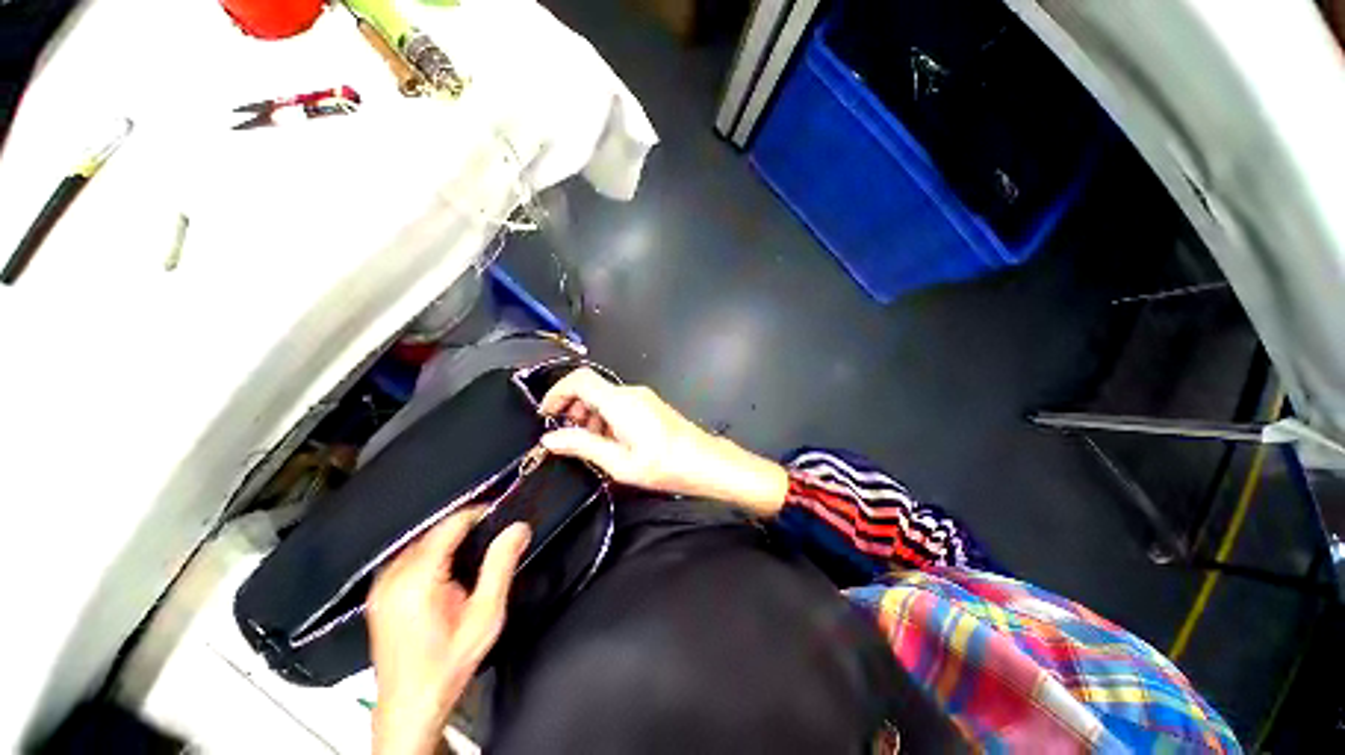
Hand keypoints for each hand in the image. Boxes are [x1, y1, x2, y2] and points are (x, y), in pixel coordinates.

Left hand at [367, 508, 529, 754]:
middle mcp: (393, 577)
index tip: (500, 511)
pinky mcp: (379, 594)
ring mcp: (381, 586)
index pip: (449, 524)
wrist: (410, 705)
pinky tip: (449, 569)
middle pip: (435, 531)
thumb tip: (517, 529)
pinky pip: (409, 556)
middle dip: (466, 527)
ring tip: (476, 551)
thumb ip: (501, 566)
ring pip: (421, 541)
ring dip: (449, 539)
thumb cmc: (448, 665)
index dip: (478, 513)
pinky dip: (433, 553)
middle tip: (494, 536)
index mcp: (417, 580)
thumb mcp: (485, 616)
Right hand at [538, 368, 788, 515]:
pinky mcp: (650, 404)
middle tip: (567, 436)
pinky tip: (610, 442)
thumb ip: (583, 446)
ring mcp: (642, 397)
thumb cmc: (664, 465)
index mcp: (619, 402)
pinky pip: (618, 403)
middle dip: (572, 408)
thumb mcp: (619, 462)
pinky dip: (605, 418)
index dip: (557, 392)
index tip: (546, 415)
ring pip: (604, 396)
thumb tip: (550, 439)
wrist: (705, 462)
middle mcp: (630, 392)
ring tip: (589, 445)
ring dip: (589, 415)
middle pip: (590, 387)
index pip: (579, 379)